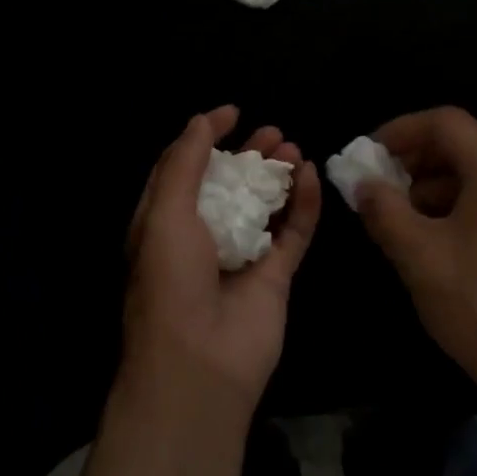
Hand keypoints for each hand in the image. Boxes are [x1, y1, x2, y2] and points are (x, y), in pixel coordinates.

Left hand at [122, 105, 321, 414]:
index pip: (184, 170)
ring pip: (264, 205)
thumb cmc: (170, 280)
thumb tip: (201, 120)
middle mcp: (202, 237)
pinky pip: (293, 233)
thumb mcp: (164, 213)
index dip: (205, 138)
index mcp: (164, 223)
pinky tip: (312, 175)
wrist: (200, 363)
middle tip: (273, 131)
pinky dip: (304, 204)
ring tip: (294, 147)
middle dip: (249, 154)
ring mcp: (241, 257)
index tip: (233, 112)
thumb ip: (184, 164)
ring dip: (278, 175)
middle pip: (230, 184)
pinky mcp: (275, 277)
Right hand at [355, 107, 476, 410]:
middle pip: (461, 145)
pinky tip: (427, 243)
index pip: (445, 122)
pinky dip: (450, 209)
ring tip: (395, 219)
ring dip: (428, 187)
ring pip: (472, 176)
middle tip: (375, 187)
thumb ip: (384, 209)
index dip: (400, 130)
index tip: (365, 155)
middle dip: (412, 160)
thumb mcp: (419, 255)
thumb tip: (362, 183)